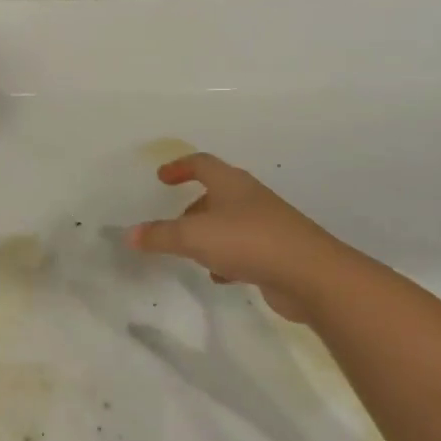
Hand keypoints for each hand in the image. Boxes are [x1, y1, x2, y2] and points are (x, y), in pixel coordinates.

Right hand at [126, 153, 340, 319]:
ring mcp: (267, 225)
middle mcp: (250, 198)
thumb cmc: (248, 241)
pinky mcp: (278, 252)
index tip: (161, 178)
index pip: (201, 163)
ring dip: (209, 233)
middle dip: (193, 206)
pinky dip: (227, 258)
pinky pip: (245, 248)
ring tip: (191, 252)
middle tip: (172, 221)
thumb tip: (130, 234)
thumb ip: (160, 235)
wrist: (311, 275)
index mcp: (231, 183)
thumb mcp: (194, 237)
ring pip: (230, 222)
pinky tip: (220, 277)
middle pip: (216, 193)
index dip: (179, 167)